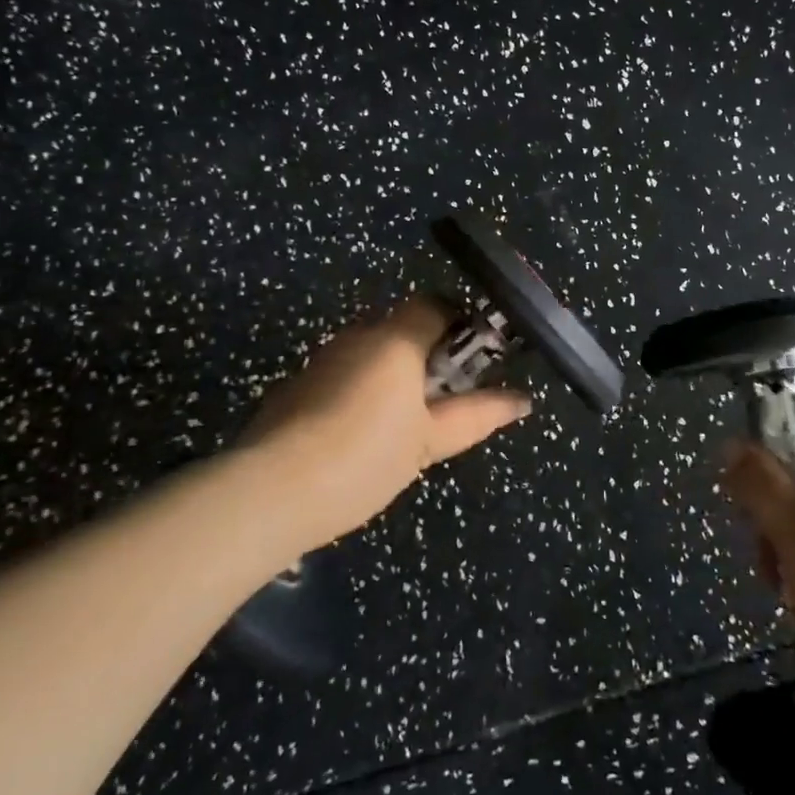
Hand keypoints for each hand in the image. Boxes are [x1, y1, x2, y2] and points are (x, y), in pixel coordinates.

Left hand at [235, 295, 531, 558]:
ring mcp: (322, 360)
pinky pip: (343, 377)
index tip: (476, 364)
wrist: (272, 489)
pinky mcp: (296, 386)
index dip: (461, 327)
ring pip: (371, 355)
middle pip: (403, 330)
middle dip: (428, 359)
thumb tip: (522, 400)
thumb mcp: (429, 441)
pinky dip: (361, 395)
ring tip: (403, 430)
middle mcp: (356, 337)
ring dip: (394, 378)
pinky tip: (360, 439)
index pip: (436, 305)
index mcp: (394, 339)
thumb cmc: (366, 456)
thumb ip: (477, 414)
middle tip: (443, 406)